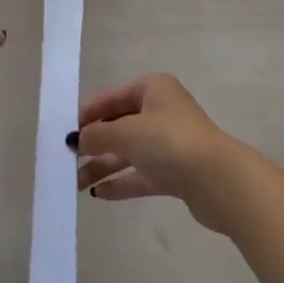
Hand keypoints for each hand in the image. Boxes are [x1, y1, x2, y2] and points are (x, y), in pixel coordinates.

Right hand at [72, 74, 248, 232]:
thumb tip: (77, 139)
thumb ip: (98, 135)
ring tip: (75, 182)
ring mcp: (170, 143)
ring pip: (128, 152)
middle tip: (67, 161)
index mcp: (152, 89)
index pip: (111, 98)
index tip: (64, 132)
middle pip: (119, 125)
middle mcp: (161, 111)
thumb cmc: (169, 142)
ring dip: (102, 165)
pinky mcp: (176, 173)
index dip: (87, 114)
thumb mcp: (126, 133)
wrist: (219, 182)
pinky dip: (121, 182)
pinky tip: (98, 194)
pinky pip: (141, 174)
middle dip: (93, 143)